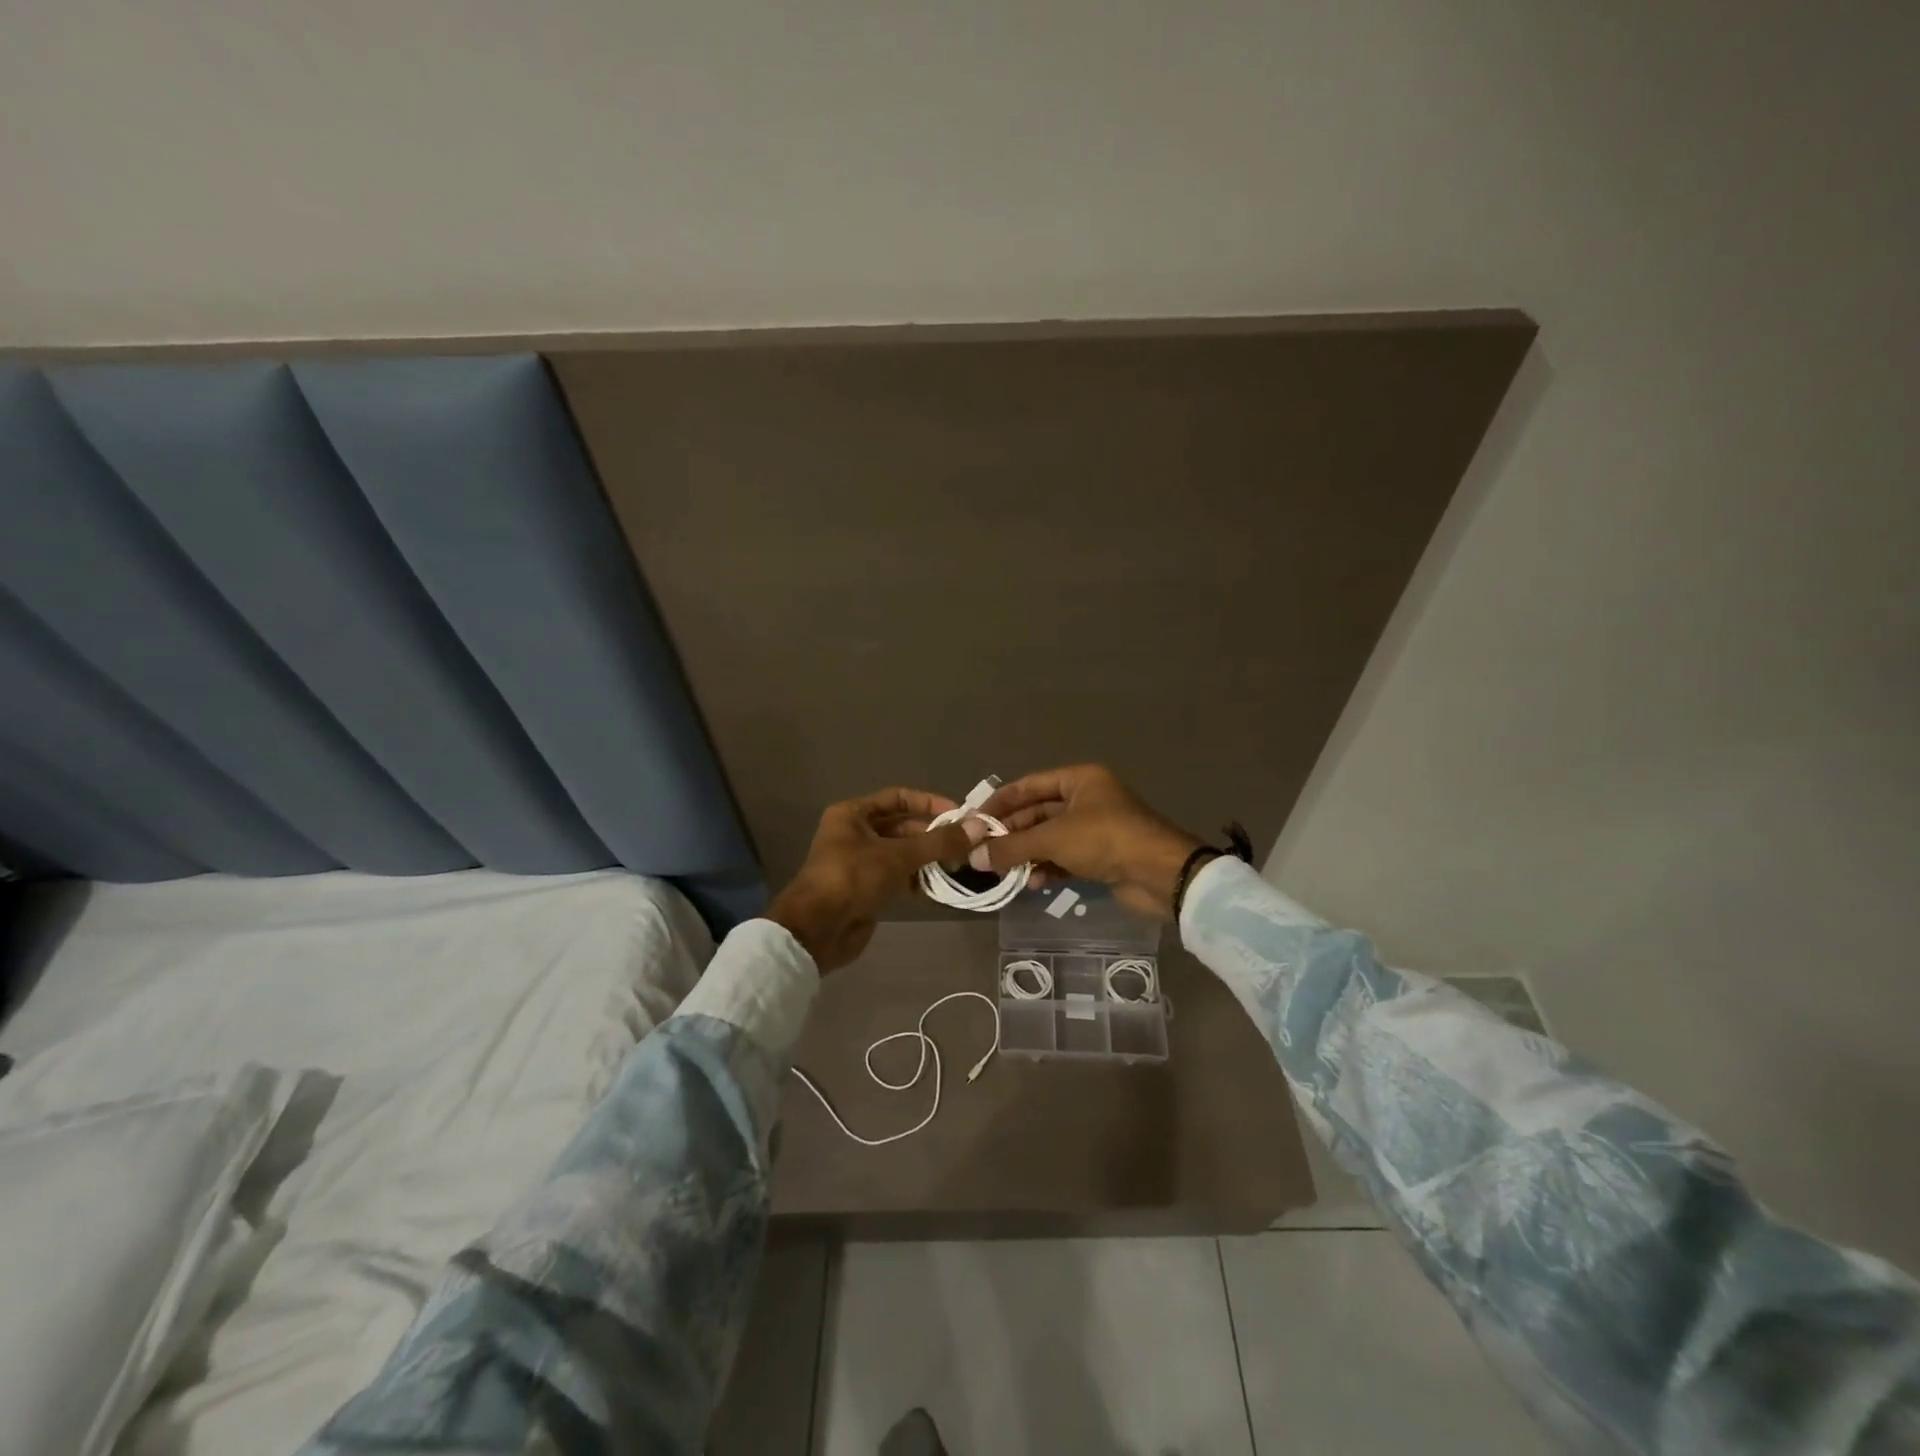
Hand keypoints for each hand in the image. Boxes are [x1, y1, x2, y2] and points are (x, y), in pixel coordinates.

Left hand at [767, 788, 987, 971]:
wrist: (816, 930)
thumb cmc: (852, 878)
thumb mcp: (897, 856)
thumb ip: (939, 842)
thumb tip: (979, 826)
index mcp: (853, 814)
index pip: (898, 797)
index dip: (928, 803)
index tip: (958, 814)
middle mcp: (855, 833)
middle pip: (902, 826)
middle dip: (933, 834)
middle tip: (965, 844)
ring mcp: (861, 862)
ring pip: (902, 852)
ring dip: (928, 858)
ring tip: (958, 866)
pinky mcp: (867, 888)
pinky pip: (898, 876)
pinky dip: (917, 879)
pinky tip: (937, 886)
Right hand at [975, 765, 1202, 919]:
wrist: (1160, 875)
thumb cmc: (1106, 839)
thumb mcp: (1054, 838)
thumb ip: (1013, 846)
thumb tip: (975, 857)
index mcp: (1079, 780)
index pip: (1029, 785)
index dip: (1001, 802)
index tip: (974, 821)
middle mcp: (1085, 799)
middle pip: (1037, 813)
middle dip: (1012, 834)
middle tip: (984, 853)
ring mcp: (1093, 829)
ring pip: (1048, 839)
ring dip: (1027, 854)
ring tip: (1004, 872)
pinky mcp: (1099, 857)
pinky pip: (1063, 859)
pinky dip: (1047, 868)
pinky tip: (1033, 883)